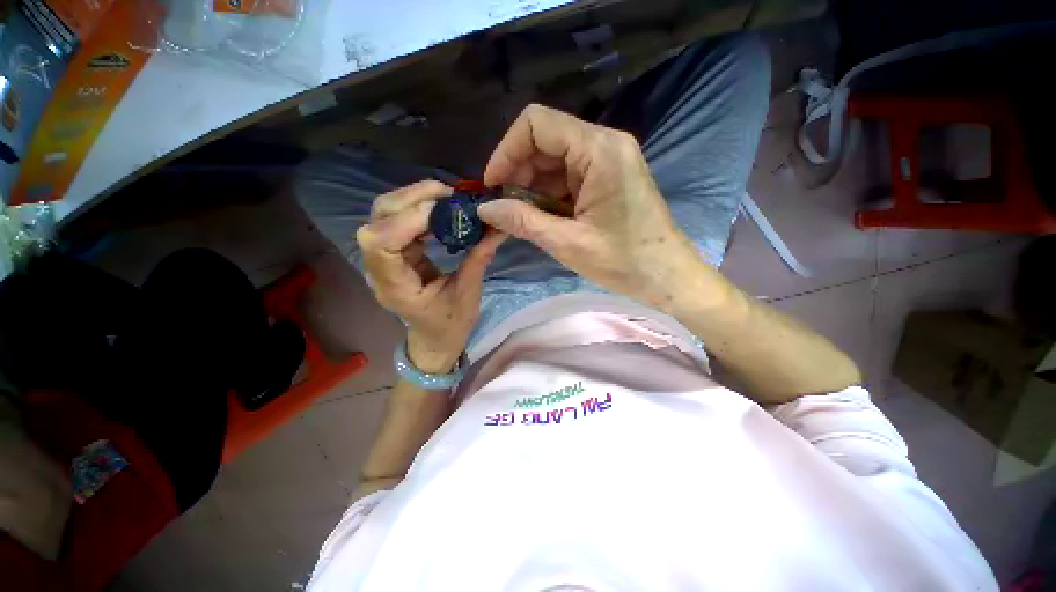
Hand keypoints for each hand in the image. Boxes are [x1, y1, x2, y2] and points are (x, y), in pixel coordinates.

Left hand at [357, 180, 505, 372]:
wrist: (435, 339)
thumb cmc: (450, 325)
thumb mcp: (468, 293)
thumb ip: (479, 257)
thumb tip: (499, 226)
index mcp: (395, 287)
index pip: (382, 242)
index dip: (409, 218)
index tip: (446, 209)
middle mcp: (380, 269)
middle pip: (377, 219)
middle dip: (411, 199)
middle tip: (449, 194)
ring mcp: (384, 259)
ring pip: (384, 214)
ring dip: (415, 199)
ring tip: (447, 199)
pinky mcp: (395, 253)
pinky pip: (398, 220)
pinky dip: (419, 209)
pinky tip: (440, 211)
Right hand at [478, 104, 707, 312]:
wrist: (668, 276)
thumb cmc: (625, 262)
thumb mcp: (568, 243)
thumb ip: (524, 221)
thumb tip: (485, 209)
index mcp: (600, 150)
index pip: (537, 124)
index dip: (507, 151)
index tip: (493, 187)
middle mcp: (605, 144)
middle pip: (545, 141)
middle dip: (518, 173)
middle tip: (504, 209)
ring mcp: (609, 160)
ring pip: (554, 160)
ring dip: (531, 186)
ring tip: (521, 218)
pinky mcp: (608, 178)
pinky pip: (568, 175)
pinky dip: (549, 194)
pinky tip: (542, 217)